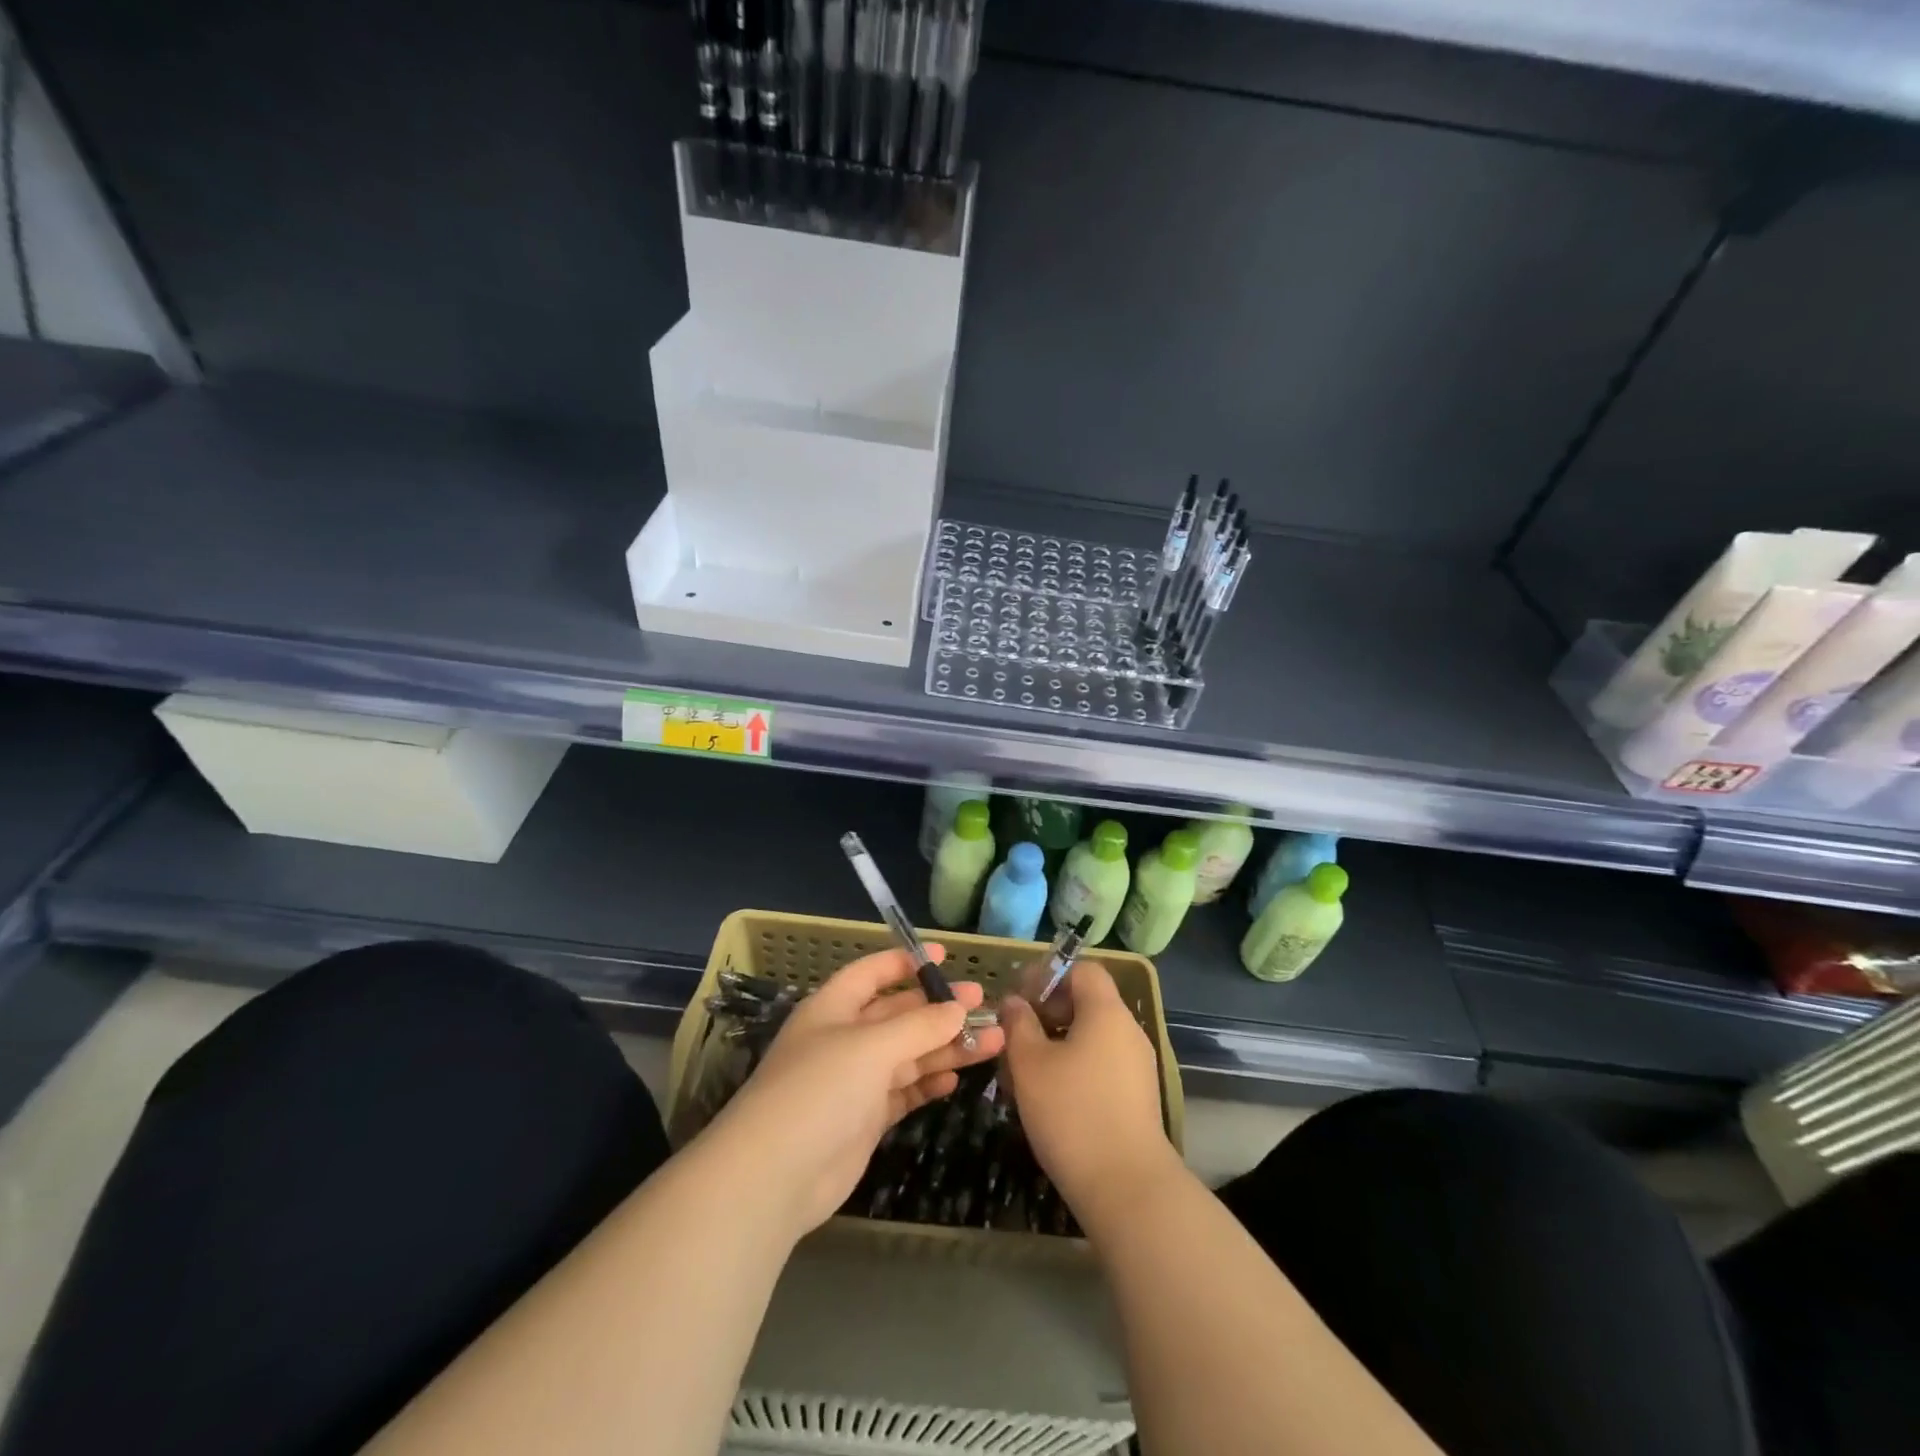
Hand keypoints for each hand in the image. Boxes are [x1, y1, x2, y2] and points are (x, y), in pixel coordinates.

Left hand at [711, 947, 1004, 1237]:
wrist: (775, 1176)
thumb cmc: (819, 1090)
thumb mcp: (872, 1047)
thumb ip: (919, 1026)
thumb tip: (958, 1008)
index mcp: (834, 1007)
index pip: (873, 973)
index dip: (907, 962)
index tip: (947, 956)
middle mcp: (845, 1038)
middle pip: (899, 1014)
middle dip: (939, 1008)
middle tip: (982, 1003)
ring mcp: (855, 1081)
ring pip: (908, 1054)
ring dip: (946, 1047)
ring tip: (992, 1041)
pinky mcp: (864, 1119)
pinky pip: (904, 1091)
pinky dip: (928, 1083)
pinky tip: (956, 1077)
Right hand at [1000, 962, 1181, 1225]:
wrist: (1127, 1187)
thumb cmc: (1072, 1113)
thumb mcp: (1030, 1064)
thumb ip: (1018, 1024)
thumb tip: (1014, 1002)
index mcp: (1106, 1012)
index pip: (1082, 969)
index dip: (1048, 975)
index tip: (1020, 1000)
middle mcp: (1128, 1031)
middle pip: (1087, 1002)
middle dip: (1048, 1012)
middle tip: (1016, 1036)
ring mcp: (1137, 1066)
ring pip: (1091, 1037)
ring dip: (1057, 1043)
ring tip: (1025, 1071)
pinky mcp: (1137, 1097)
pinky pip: (1102, 1064)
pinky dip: (1075, 1067)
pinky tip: (1050, 1097)